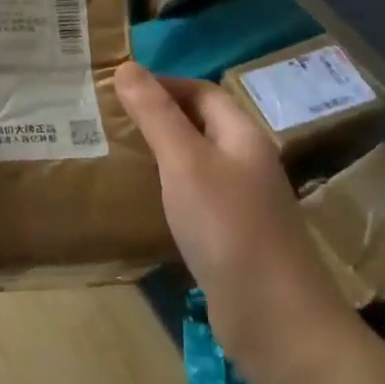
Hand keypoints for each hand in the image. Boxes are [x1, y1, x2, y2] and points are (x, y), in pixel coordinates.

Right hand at [114, 62, 354, 383]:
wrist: (274, 316)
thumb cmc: (227, 226)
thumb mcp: (184, 162)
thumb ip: (156, 114)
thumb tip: (126, 67)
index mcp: (243, 136)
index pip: (203, 92)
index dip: (163, 83)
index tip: (118, 88)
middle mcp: (247, 162)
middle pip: (202, 124)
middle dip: (159, 115)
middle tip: (110, 117)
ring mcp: (242, 202)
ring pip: (198, 161)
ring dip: (162, 151)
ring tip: (118, 151)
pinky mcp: (231, 236)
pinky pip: (196, 196)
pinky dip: (168, 187)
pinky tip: (144, 200)